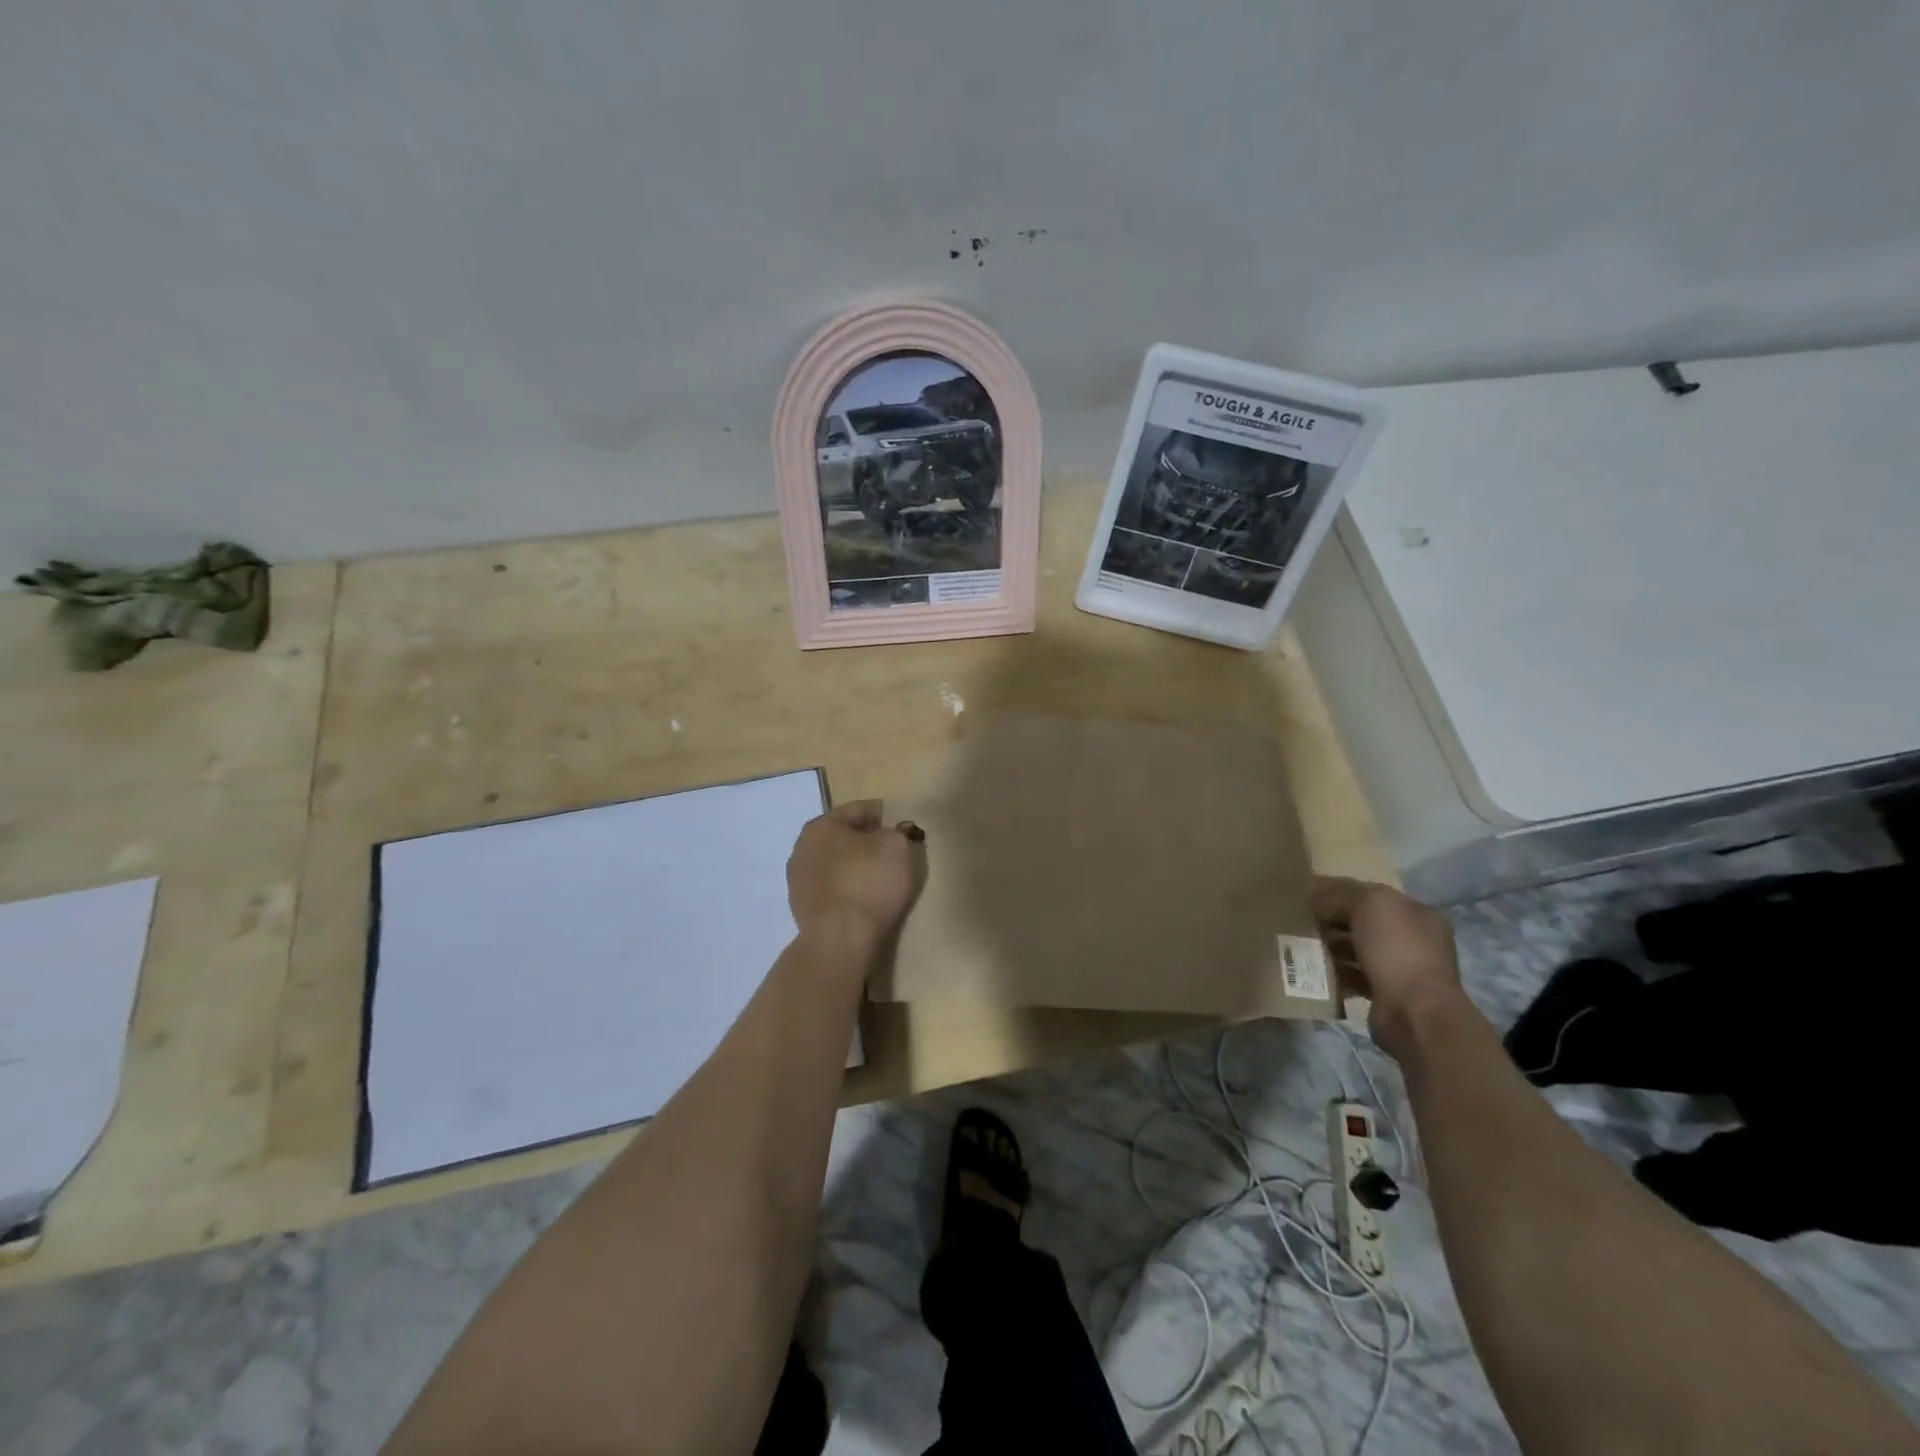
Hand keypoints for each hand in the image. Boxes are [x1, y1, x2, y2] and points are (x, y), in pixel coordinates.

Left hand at [787, 802, 920, 947]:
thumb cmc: (869, 882)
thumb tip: (891, 833)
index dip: (884, 817)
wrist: (839, 938)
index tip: (900, 830)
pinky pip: (829, 886)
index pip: (859, 810)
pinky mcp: (800, 905)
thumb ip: (897, 832)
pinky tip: (860, 899)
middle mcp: (803, 845)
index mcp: (823, 824)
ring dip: (852, 865)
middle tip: (890, 854)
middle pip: (842, 835)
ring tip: (876, 879)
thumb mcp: (897, 847)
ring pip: (833, 861)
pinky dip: (844, 887)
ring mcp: (797, 877)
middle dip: (865, 841)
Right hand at [1312, 877, 1462, 1059]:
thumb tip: (1318, 900)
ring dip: (1331, 946)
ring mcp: (1402, 969)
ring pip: (1356, 949)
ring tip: (1303, 944)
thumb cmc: (1397, 950)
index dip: (1338, 891)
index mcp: (1417, 913)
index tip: (1306, 894)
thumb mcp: (1369, 905)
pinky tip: (1314, 969)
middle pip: (1363, 922)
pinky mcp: (1387, 995)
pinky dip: (1335, 972)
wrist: (1415, 1013)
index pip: (1371, 893)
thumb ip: (1342, 895)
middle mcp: (1414, 939)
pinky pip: (1353, 976)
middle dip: (1332, 920)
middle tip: (1301, 920)